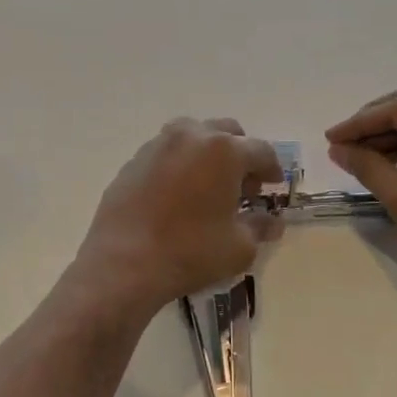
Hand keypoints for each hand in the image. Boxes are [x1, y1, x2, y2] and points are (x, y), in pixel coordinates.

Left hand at [72, 119, 283, 317]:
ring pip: (192, 136)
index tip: (274, 185)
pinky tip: (177, 195)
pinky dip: (179, 165)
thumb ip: (259, 227)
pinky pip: (165, 153)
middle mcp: (190, 136)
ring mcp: (157, 145)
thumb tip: (272, 222)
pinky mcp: (132, 162)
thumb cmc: (190, 252)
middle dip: (240, 154)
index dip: (272, 168)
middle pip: (226, 132)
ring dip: (207, 154)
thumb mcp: (239, 247)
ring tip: (208, 187)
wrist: (123, 264)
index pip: (261, 151)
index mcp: (224, 150)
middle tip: (242, 186)